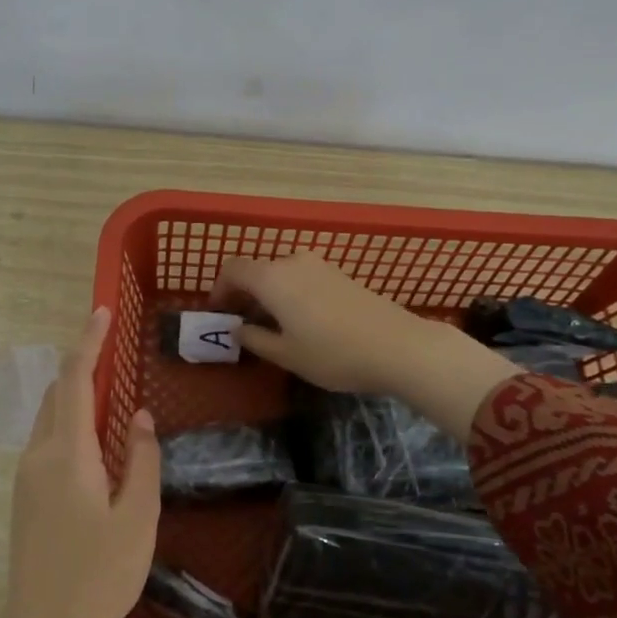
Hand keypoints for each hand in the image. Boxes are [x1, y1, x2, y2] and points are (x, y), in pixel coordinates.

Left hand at [0, 307, 160, 617]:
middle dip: (81, 365)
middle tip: (113, 352)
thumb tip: (138, 416)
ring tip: (110, 394)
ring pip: (48, 418)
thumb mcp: (138, 518)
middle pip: (56, 394)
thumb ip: (141, 460)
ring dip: (74, 396)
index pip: (75, 380)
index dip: (88, 343)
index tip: (102, 312)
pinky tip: (95, 443)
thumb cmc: (99, 576)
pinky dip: (69, 424)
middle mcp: (38, 455)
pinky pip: (46, 442)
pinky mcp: (25, 498)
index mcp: (66, 453)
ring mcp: (26, 478)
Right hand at [211, 251, 518, 440]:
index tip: (218, 313)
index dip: (219, 289)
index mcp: (272, 278)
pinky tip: (300, 321)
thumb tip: (238, 330)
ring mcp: (320, 266)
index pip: (233, 269)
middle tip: (241, 323)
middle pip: (257, 269)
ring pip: (281, 273)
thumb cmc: (333, 354)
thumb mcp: (287, 355)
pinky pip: (302, 277)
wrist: (398, 346)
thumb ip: (255, 339)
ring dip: (268, 293)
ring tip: (270, 324)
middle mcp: (293, 262)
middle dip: (244, 293)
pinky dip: (290, 292)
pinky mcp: (340, 274)